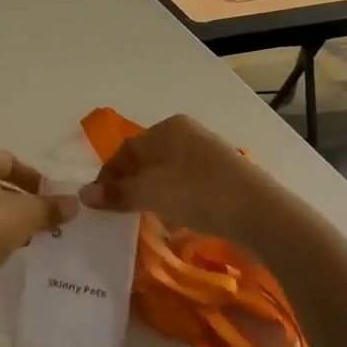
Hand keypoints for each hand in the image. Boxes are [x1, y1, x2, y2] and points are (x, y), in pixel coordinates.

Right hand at [79, 114, 318, 247]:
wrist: (261, 214)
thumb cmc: (199, 193)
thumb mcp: (150, 193)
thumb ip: (117, 193)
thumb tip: (84, 195)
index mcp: (168, 128)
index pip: (126, 149)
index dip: (108, 175)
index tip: (99, 202)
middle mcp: (188, 134)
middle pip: (146, 159)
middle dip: (129, 184)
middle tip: (118, 211)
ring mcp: (209, 155)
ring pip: (167, 173)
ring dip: (151, 193)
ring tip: (143, 217)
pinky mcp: (224, 177)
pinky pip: (187, 185)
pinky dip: (173, 199)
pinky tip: (173, 218)